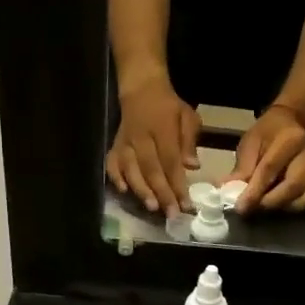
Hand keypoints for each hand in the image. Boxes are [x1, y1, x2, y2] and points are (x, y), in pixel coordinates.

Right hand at [106, 81, 200, 216]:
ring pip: (131, 168)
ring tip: (152, 207)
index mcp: (162, 128)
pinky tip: (124, 191)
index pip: (170, 161)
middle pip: (151, 168)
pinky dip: (115, 177)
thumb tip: (192, 167)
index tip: (186, 205)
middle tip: (171, 214)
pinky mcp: (115, 145)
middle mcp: (141, 137)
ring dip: (141, 189)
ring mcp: (125, 141)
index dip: (178, 184)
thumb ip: (189, 142)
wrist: (142, 89)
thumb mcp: (187, 117)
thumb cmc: (169, 107)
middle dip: (161, 193)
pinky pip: (112, 162)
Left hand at [229, 107, 304, 213]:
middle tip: (252, 210)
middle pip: (293, 185)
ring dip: (285, 207)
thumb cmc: (267, 134)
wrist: (291, 124)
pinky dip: (300, 206)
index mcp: (290, 139)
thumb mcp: (250, 144)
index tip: (240, 207)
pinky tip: (284, 207)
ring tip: (267, 208)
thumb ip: (242, 169)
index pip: (270, 169)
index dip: (254, 191)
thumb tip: (227, 193)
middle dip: (270, 202)